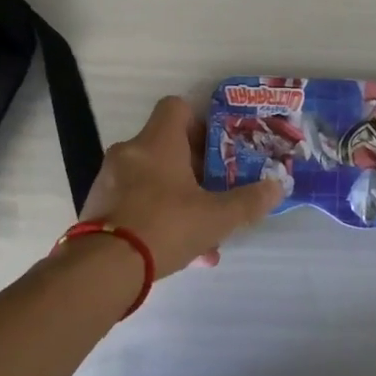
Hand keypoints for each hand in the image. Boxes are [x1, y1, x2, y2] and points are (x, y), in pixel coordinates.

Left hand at [77, 96, 281, 277]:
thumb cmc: (165, 225)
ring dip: (179, 200)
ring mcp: (109, 180)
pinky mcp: (98, 208)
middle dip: (195, 170)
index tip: (217, 147)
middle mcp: (130, 152)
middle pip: (167, 146)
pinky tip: (180, 253)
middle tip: (216, 193)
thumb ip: (249, 201)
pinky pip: (135, 204)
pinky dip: (157, 219)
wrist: (103, 268)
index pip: (176, 107)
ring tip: (203, 236)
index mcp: (157, 141)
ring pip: (153, 180)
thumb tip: (277, 187)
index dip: (200, 121)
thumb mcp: (217, 217)